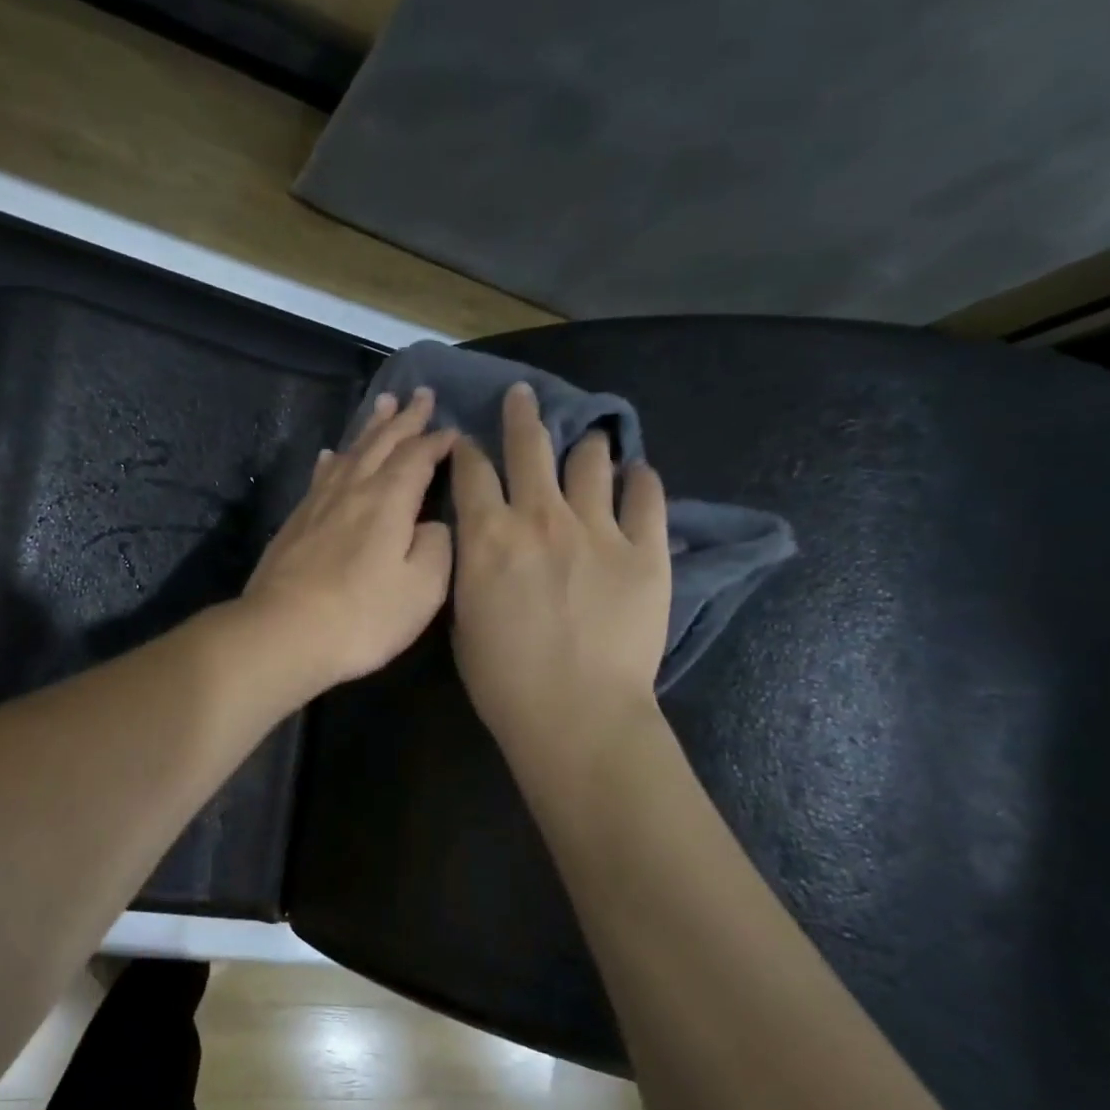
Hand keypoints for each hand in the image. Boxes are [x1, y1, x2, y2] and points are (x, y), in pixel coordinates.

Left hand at [241, 386, 456, 693]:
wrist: (284, 633)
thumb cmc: (362, 616)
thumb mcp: (422, 588)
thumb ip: (436, 547)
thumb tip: (431, 523)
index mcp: (389, 500)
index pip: (418, 457)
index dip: (438, 441)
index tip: (454, 430)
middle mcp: (353, 489)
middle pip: (382, 443)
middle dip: (405, 419)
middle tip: (420, 394)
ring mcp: (319, 504)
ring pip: (350, 453)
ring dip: (369, 429)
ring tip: (382, 407)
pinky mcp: (296, 523)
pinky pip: (321, 477)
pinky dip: (333, 461)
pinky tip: (331, 456)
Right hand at [451, 383, 670, 759]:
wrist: (576, 713)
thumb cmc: (504, 679)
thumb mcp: (462, 619)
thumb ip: (471, 569)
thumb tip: (481, 546)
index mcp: (487, 535)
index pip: (471, 471)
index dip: (466, 449)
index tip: (467, 441)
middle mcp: (540, 516)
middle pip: (529, 446)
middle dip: (521, 415)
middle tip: (523, 396)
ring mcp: (598, 528)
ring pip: (590, 461)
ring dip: (585, 446)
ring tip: (589, 442)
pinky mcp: (646, 549)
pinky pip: (647, 496)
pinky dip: (640, 480)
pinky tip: (637, 475)